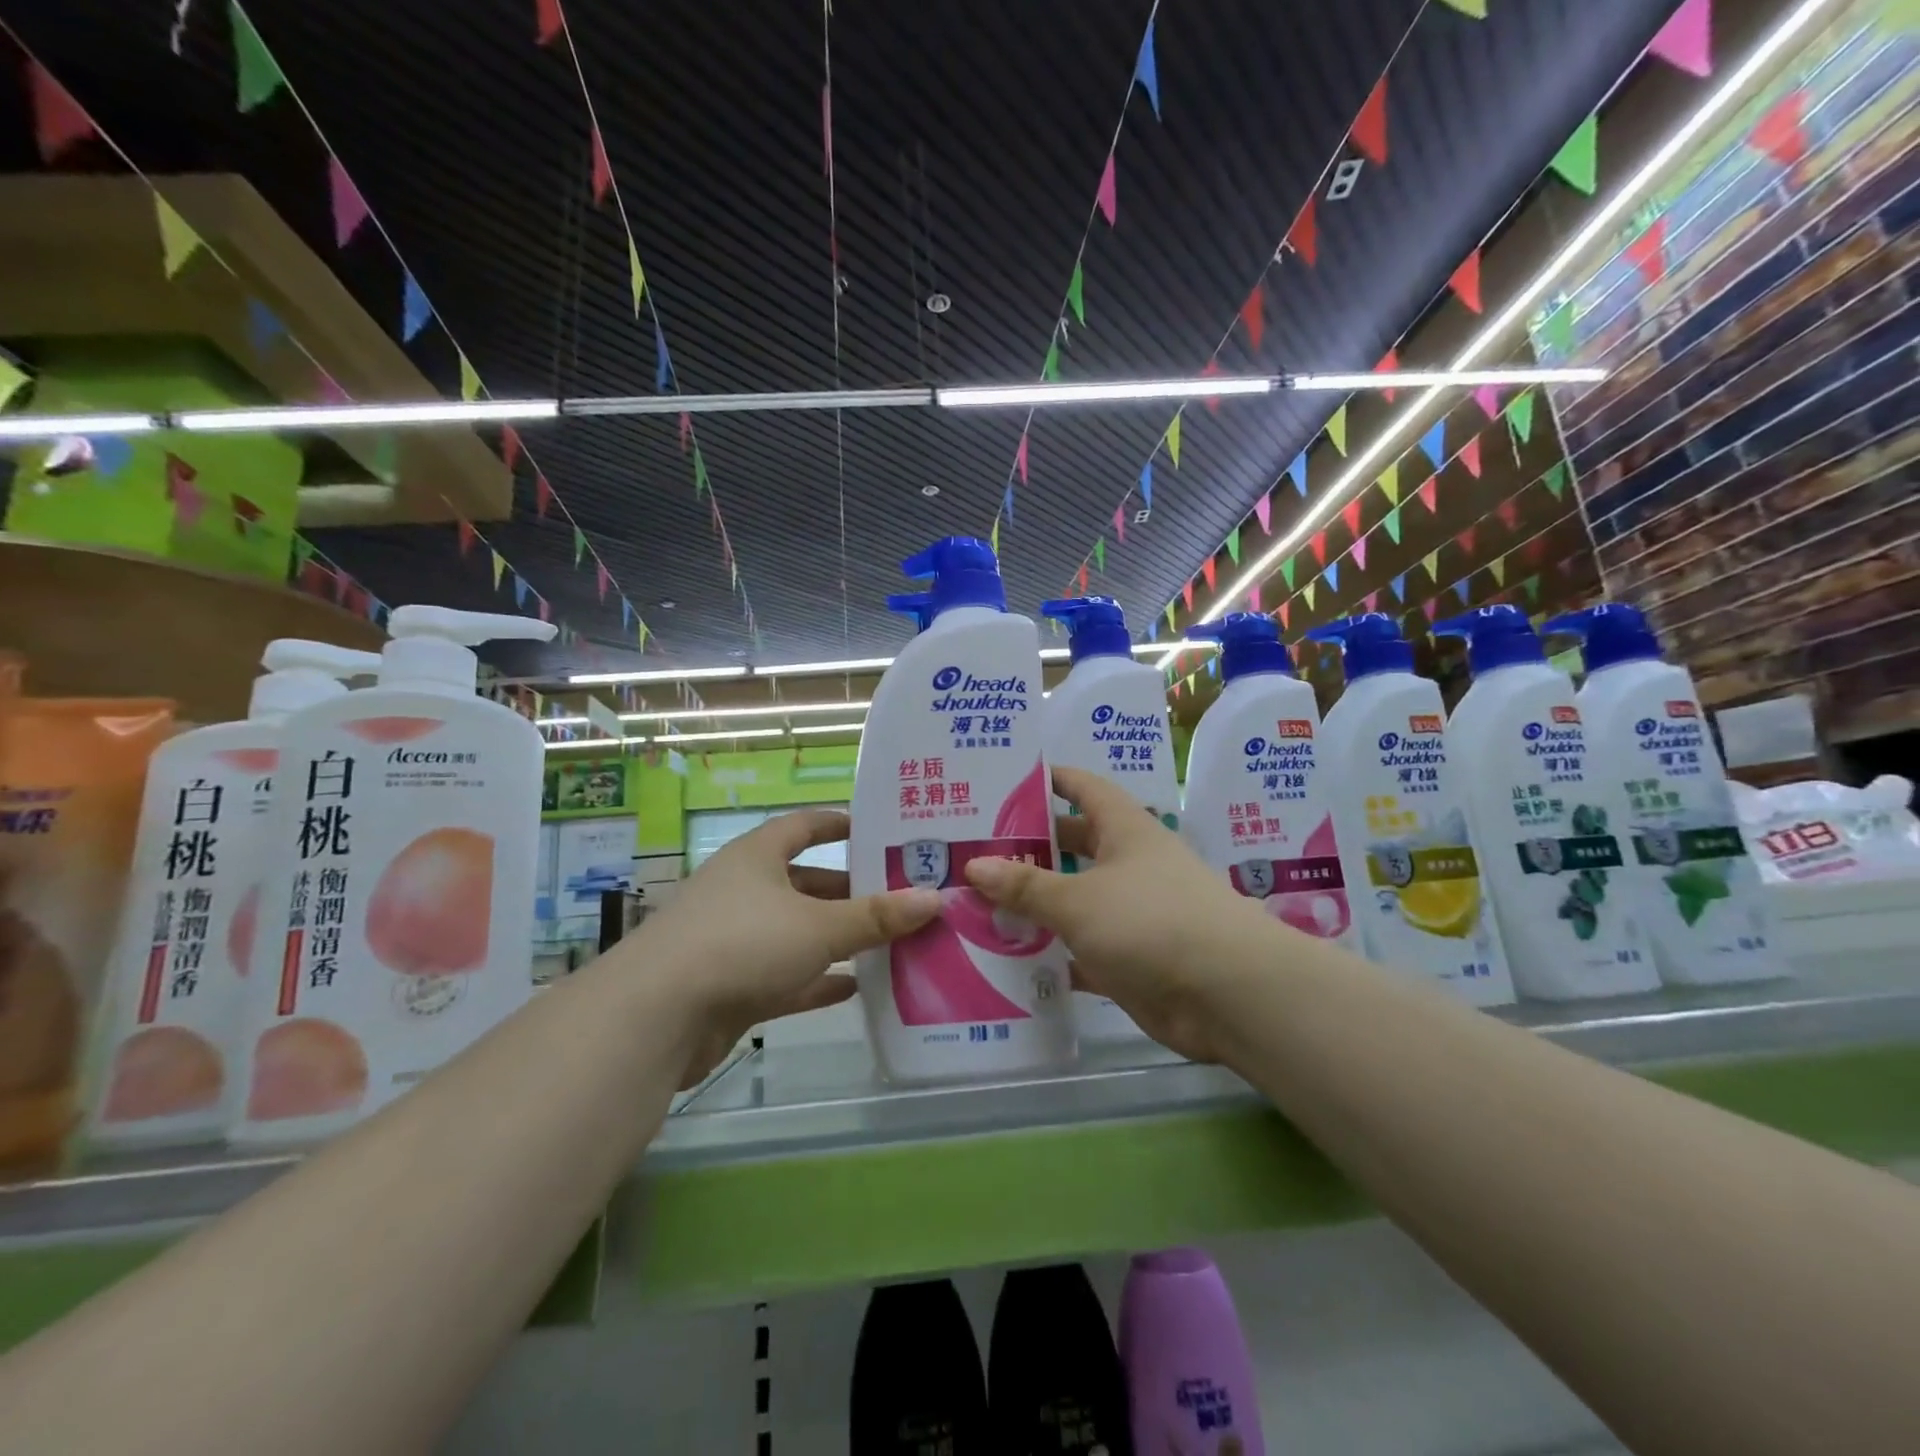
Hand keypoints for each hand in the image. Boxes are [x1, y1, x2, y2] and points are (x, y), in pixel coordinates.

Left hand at [633, 809, 939, 1085]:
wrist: (656, 1016)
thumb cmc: (742, 943)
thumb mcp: (819, 926)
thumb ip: (876, 916)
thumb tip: (934, 898)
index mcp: (757, 857)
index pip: (803, 826)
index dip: (838, 823)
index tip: (877, 828)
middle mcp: (744, 890)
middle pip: (806, 883)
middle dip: (850, 891)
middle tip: (901, 897)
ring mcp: (734, 939)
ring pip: (797, 931)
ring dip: (838, 938)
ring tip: (890, 942)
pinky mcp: (730, 985)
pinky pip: (785, 975)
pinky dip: (816, 979)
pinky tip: (854, 988)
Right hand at [964, 766, 1268, 1062]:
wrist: (1228, 994)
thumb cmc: (1151, 921)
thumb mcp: (1078, 899)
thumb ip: (1025, 885)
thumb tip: (972, 865)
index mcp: (1124, 829)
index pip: (1082, 787)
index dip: (1048, 780)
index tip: (1003, 780)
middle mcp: (1129, 864)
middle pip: (1072, 845)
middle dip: (1029, 847)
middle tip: (972, 849)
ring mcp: (1132, 913)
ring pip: (1074, 900)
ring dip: (1035, 904)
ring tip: (976, 903)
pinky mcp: (1131, 958)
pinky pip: (1080, 949)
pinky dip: (1051, 953)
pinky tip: (1009, 959)